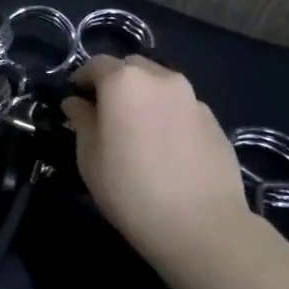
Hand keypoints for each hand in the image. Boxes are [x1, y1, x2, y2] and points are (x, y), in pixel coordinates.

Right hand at [62, 55, 251, 268]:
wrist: (201, 224)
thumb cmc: (130, 188)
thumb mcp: (89, 157)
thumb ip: (82, 121)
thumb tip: (76, 103)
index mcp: (125, 81)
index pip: (97, 64)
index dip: (82, 78)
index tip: (74, 97)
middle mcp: (161, 79)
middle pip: (132, 67)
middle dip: (116, 80)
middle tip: (105, 110)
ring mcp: (193, 99)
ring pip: (161, 85)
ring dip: (145, 96)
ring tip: (138, 129)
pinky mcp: (215, 122)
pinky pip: (183, 107)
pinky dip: (168, 115)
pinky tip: (166, 147)